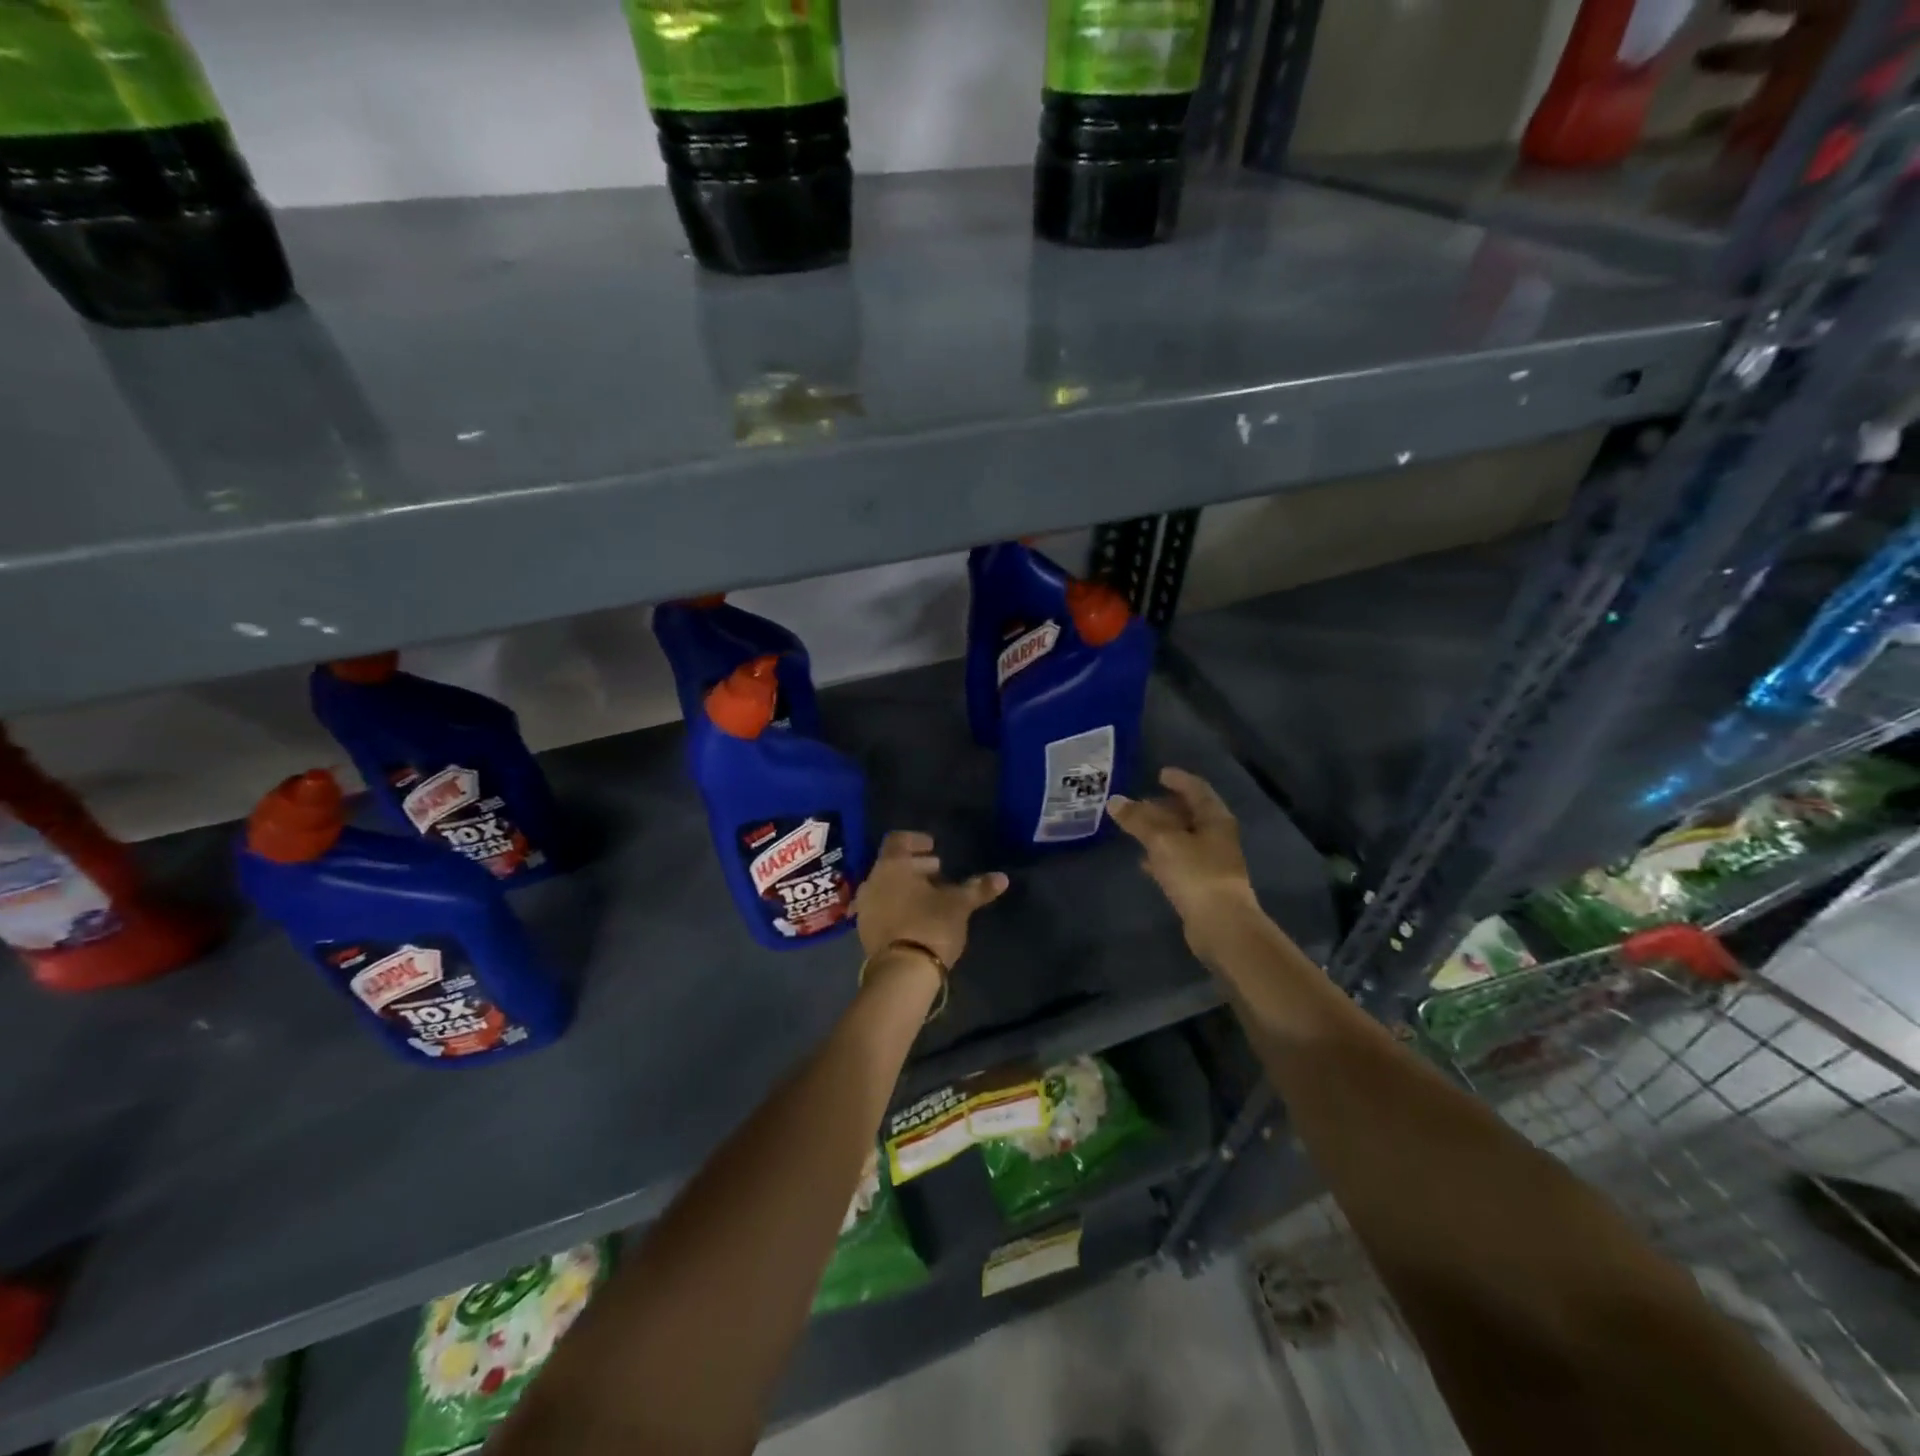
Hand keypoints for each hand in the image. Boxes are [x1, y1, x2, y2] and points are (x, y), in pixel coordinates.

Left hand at [854, 831, 1007, 969]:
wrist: (902, 973)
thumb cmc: (930, 925)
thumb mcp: (959, 905)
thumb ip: (977, 888)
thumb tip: (1002, 878)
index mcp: (892, 866)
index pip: (898, 840)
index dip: (916, 840)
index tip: (933, 847)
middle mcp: (872, 880)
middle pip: (892, 864)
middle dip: (915, 865)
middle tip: (937, 872)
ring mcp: (865, 907)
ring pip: (885, 886)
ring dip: (905, 886)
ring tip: (930, 896)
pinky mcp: (865, 930)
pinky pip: (881, 907)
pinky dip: (896, 905)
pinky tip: (916, 916)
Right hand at [1108, 767, 1258, 952]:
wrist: (1221, 925)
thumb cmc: (1195, 873)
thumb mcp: (1162, 841)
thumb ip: (1138, 820)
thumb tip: (1114, 801)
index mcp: (1214, 818)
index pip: (1197, 789)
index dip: (1178, 779)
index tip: (1159, 773)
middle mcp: (1217, 836)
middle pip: (1191, 813)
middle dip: (1166, 806)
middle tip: (1141, 802)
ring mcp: (1212, 862)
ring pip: (1184, 838)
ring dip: (1162, 832)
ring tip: (1136, 828)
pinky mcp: (1203, 885)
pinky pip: (1180, 862)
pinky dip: (1163, 856)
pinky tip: (1144, 861)